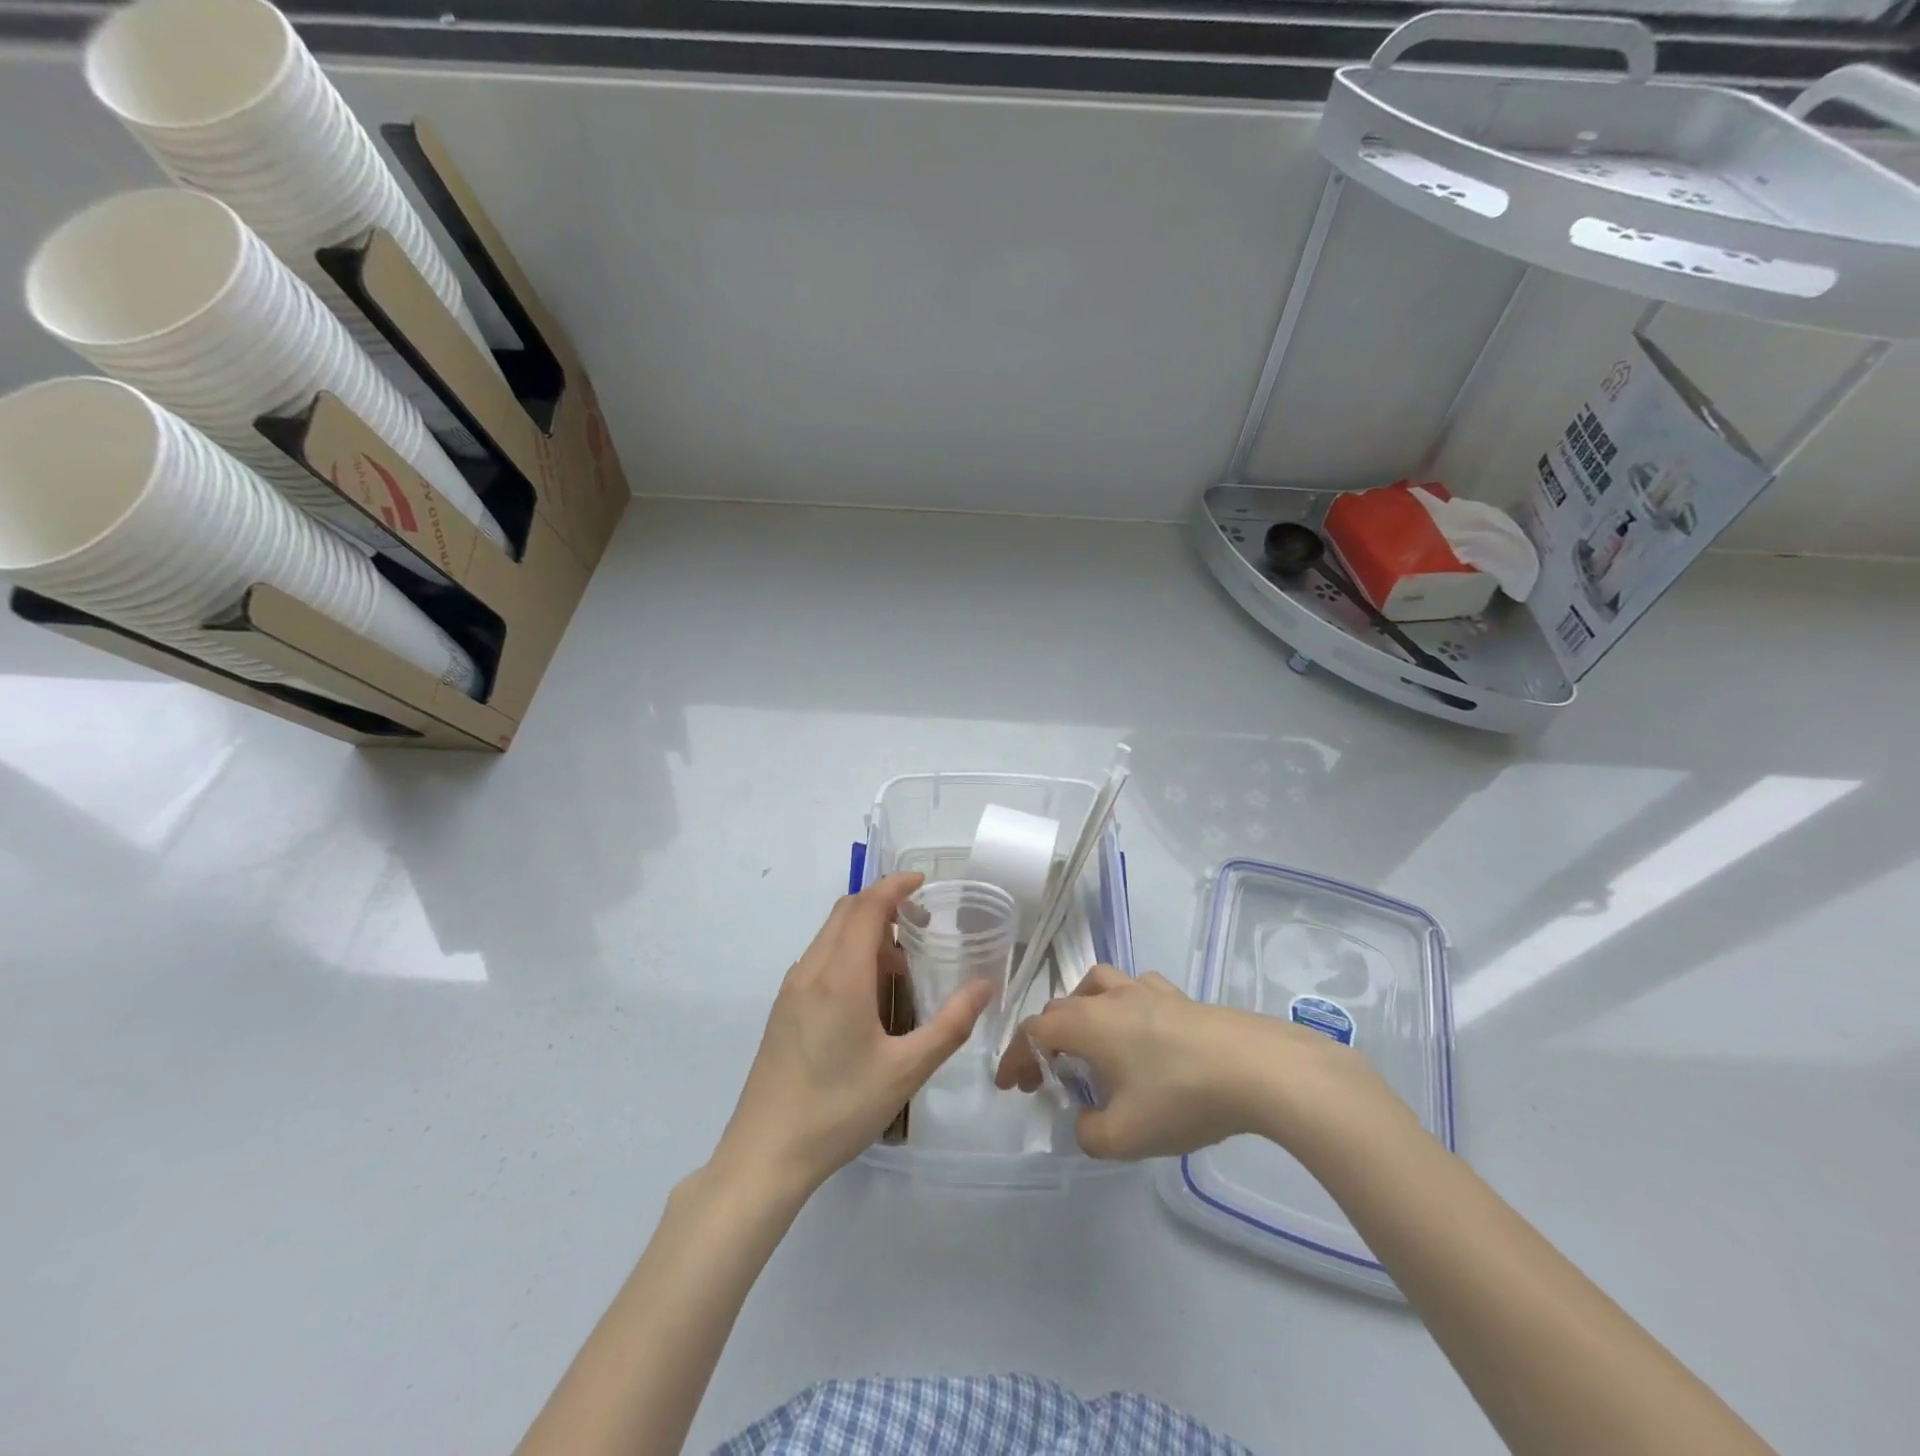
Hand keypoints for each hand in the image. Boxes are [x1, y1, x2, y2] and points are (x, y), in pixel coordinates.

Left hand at [713, 873, 993, 1199]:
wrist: (765, 1153)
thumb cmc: (839, 1108)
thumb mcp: (906, 1071)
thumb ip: (950, 1025)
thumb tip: (985, 986)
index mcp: (840, 976)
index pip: (866, 907)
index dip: (895, 886)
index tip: (923, 882)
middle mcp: (811, 970)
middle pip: (845, 912)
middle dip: (882, 904)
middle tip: (920, 921)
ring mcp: (791, 989)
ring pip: (829, 935)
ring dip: (864, 931)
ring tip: (900, 964)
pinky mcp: (783, 1009)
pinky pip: (818, 959)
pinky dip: (847, 953)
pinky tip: (867, 993)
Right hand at [994, 965, 1397, 1159]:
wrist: (1256, 1067)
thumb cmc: (1181, 1097)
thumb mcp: (1125, 1136)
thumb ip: (1090, 1133)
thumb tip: (1088, 1121)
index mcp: (1087, 1023)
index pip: (1034, 1031)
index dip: (1015, 1057)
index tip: (1008, 1086)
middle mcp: (1110, 997)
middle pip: (1061, 1007)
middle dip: (1045, 1041)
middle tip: (1047, 1077)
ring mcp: (1147, 990)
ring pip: (1097, 984)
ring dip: (1082, 1010)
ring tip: (1090, 1041)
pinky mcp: (1179, 996)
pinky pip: (1136, 990)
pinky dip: (1124, 1006)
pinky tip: (1141, 1031)